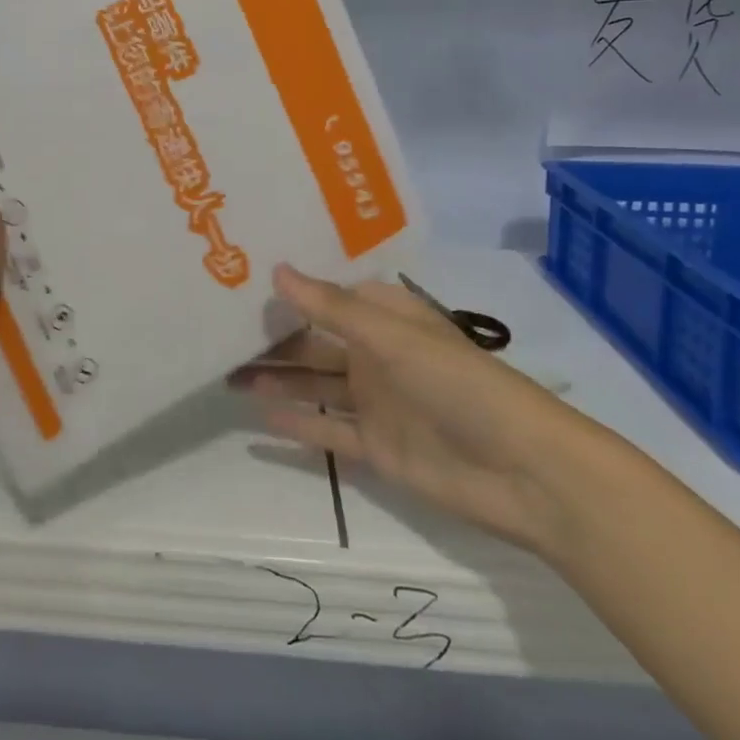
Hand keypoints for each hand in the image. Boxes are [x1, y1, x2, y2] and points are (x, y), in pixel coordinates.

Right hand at [231, 265, 616, 559]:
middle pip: (314, 341)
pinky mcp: (376, 446)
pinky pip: (327, 429)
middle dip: (272, 337)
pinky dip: (296, 423)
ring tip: (225, 373)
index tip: (240, 277)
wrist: (522, 471)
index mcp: (386, 317)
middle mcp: (375, 353)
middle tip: (217, 331)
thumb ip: (331, 308)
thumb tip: (277, 269)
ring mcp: (375, 400)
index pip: (327, 295)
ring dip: (275, 378)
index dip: (288, 288)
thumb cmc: (459, 383)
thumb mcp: (392, 336)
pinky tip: (257, 417)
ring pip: (314, 383)